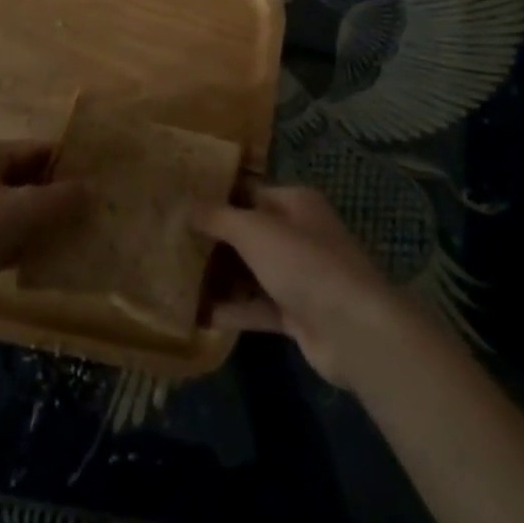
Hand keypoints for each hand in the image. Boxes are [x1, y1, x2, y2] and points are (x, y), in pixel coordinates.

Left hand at [0, 139, 84, 302]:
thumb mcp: (24, 211)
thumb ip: (62, 198)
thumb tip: (94, 188)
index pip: (41, 150)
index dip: (71, 165)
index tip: (100, 183)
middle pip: (31, 179)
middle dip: (60, 195)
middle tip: (95, 212)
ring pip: (19, 209)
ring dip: (45, 222)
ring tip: (80, 236)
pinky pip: (6, 235)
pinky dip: (26, 243)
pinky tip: (49, 259)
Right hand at [194, 185, 405, 386]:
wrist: (353, 330)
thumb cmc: (304, 263)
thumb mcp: (254, 231)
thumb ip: (218, 217)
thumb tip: (185, 203)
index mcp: (295, 203)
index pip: (249, 192)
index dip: (217, 197)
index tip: (180, 203)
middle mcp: (299, 234)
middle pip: (248, 232)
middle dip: (214, 240)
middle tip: (170, 242)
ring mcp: (299, 275)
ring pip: (252, 270)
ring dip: (221, 276)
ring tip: (176, 277)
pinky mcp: (297, 313)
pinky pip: (258, 306)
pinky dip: (233, 309)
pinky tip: (199, 314)